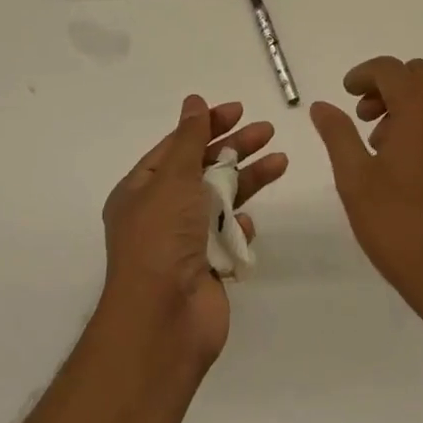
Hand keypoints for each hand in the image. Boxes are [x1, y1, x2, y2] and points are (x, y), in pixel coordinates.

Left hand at [100, 95, 286, 371]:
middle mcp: (161, 213)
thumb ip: (189, 138)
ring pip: (221, 199)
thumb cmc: (161, 239)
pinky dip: (240, 227)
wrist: (163, 321)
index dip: (206, 125)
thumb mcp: (173, 178)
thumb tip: (194, 100)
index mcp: (141, 190)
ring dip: (248, 180)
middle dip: (234, 148)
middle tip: (267, 130)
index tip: (238, 110)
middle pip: (202, 169)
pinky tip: (248, 224)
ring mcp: (185, 242)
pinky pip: (228, 236)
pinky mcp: (208, 268)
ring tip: (281, 161)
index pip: (176, 146)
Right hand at [310, 57, 422, 331]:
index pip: (391, 69)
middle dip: (386, 85)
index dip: (364, 74)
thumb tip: (322, 106)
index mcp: (421, 112)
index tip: (345, 93)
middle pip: (418, 76)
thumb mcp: (355, 179)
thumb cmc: (400, 226)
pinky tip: (404, 167)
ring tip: (379, 146)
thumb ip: (338, 135)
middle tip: (362, 115)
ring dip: (405, 105)